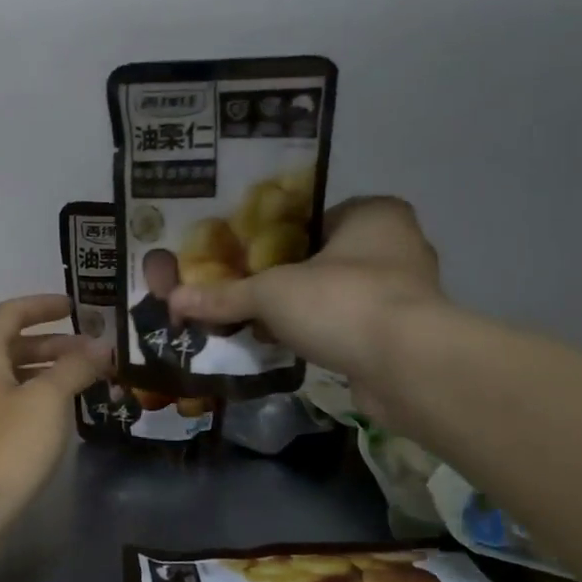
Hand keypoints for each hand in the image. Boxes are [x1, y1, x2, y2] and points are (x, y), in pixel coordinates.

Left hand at [0, 295, 109, 535]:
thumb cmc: (6, 444)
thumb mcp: (47, 400)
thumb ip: (74, 367)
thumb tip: (100, 345)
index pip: (13, 312)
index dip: (46, 305)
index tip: (79, 307)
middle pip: (14, 344)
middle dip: (56, 344)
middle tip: (94, 351)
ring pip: (14, 376)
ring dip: (49, 372)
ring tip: (88, 380)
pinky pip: (11, 402)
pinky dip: (38, 398)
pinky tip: (63, 413)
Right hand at [170, 196, 443, 422]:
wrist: (407, 366)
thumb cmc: (342, 302)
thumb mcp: (271, 293)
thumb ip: (225, 295)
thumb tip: (173, 300)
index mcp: (374, 215)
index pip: (313, 218)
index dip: (273, 237)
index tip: (241, 258)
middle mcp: (397, 245)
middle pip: (323, 258)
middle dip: (285, 278)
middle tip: (244, 291)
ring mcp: (405, 292)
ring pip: (336, 294)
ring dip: (303, 310)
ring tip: (257, 321)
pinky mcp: (403, 334)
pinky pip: (348, 326)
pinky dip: (322, 335)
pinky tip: (287, 346)